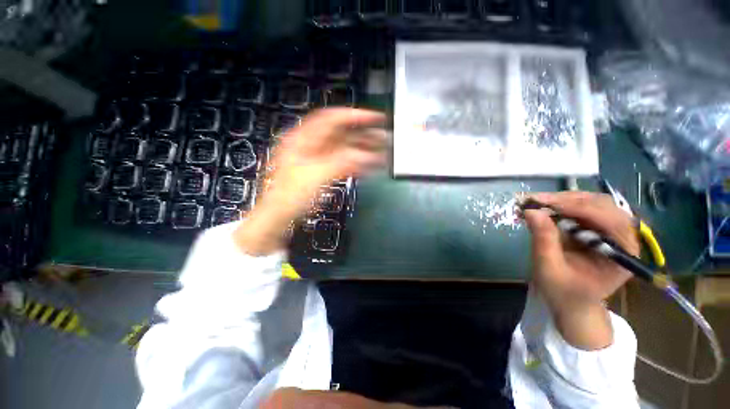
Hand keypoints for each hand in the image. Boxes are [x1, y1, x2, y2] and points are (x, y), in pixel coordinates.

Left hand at [234, 109, 386, 255]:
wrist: (279, 216)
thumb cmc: (289, 195)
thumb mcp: (316, 176)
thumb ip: (342, 162)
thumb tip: (365, 156)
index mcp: (302, 139)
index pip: (331, 119)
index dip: (354, 116)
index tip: (374, 118)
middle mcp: (310, 146)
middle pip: (341, 134)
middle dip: (363, 135)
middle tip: (382, 137)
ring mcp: (317, 159)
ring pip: (344, 149)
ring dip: (362, 150)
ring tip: (381, 152)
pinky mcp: (322, 171)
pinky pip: (343, 163)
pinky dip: (356, 163)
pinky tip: (368, 165)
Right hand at [523, 191, 638, 349]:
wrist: (570, 302)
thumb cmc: (563, 292)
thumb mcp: (549, 269)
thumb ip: (543, 240)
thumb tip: (531, 211)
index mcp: (622, 255)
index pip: (609, 220)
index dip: (578, 208)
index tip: (544, 203)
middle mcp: (622, 238)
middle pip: (602, 206)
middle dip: (568, 200)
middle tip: (536, 200)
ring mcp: (609, 232)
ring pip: (592, 203)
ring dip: (564, 200)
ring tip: (538, 203)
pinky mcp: (595, 229)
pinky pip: (582, 209)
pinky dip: (562, 205)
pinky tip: (545, 208)